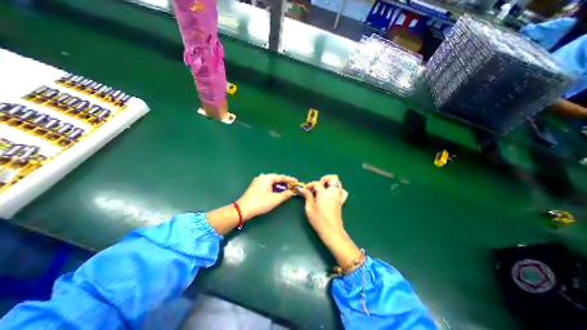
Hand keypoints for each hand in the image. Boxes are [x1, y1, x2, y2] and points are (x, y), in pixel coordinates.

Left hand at [235, 174, 298, 219]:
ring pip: (271, 182)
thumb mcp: (275, 199)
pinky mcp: (255, 187)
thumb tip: (291, 192)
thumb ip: (285, 194)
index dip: (290, 180)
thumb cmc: (260, 203)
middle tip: (292, 187)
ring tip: (286, 189)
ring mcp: (258, 181)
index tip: (297, 182)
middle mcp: (262, 177)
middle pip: (276, 179)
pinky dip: (273, 188)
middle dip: (285, 183)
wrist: (243, 209)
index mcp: (267, 177)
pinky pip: (267, 185)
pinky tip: (277, 192)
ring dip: (279, 186)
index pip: (281, 177)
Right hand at [300, 174, 344, 237]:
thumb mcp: (310, 208)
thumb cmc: (319, 220)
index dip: (309, 185)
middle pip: (332, 178)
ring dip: (330, 183)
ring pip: (338, 183)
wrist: (332, 231)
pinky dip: (336, 189)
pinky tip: (330, 195)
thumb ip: (307, 196)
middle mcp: (333, 192)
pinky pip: (342, 191)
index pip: (316, 183)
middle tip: (316, 188)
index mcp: (325, 193)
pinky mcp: (341, 201)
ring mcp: (338, 196)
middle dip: (323, 180)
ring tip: (322, 190)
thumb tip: (302, 189)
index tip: (304, 190)